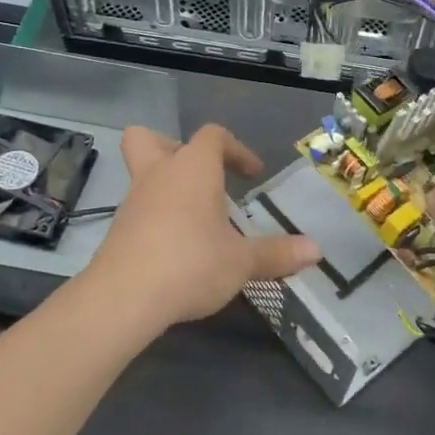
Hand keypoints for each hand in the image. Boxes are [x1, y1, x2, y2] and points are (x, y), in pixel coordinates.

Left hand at [90, 124, 319, 327]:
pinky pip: (139, 209)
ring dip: (168, 188)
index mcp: (193, 169)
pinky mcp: (119, 231)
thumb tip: (316, 250)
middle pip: (150, 139)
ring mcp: (133, 202)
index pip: (213, 136)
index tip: (253, 175)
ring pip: (143, 175)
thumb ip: (277, 253)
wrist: (124, 298)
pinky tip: (177, 247)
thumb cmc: (191, 264)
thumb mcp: (242, 261)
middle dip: (175, 149)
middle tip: (201, 177)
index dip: (236, 149)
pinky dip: (157, 218)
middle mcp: (158, 175)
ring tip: (197, 220)